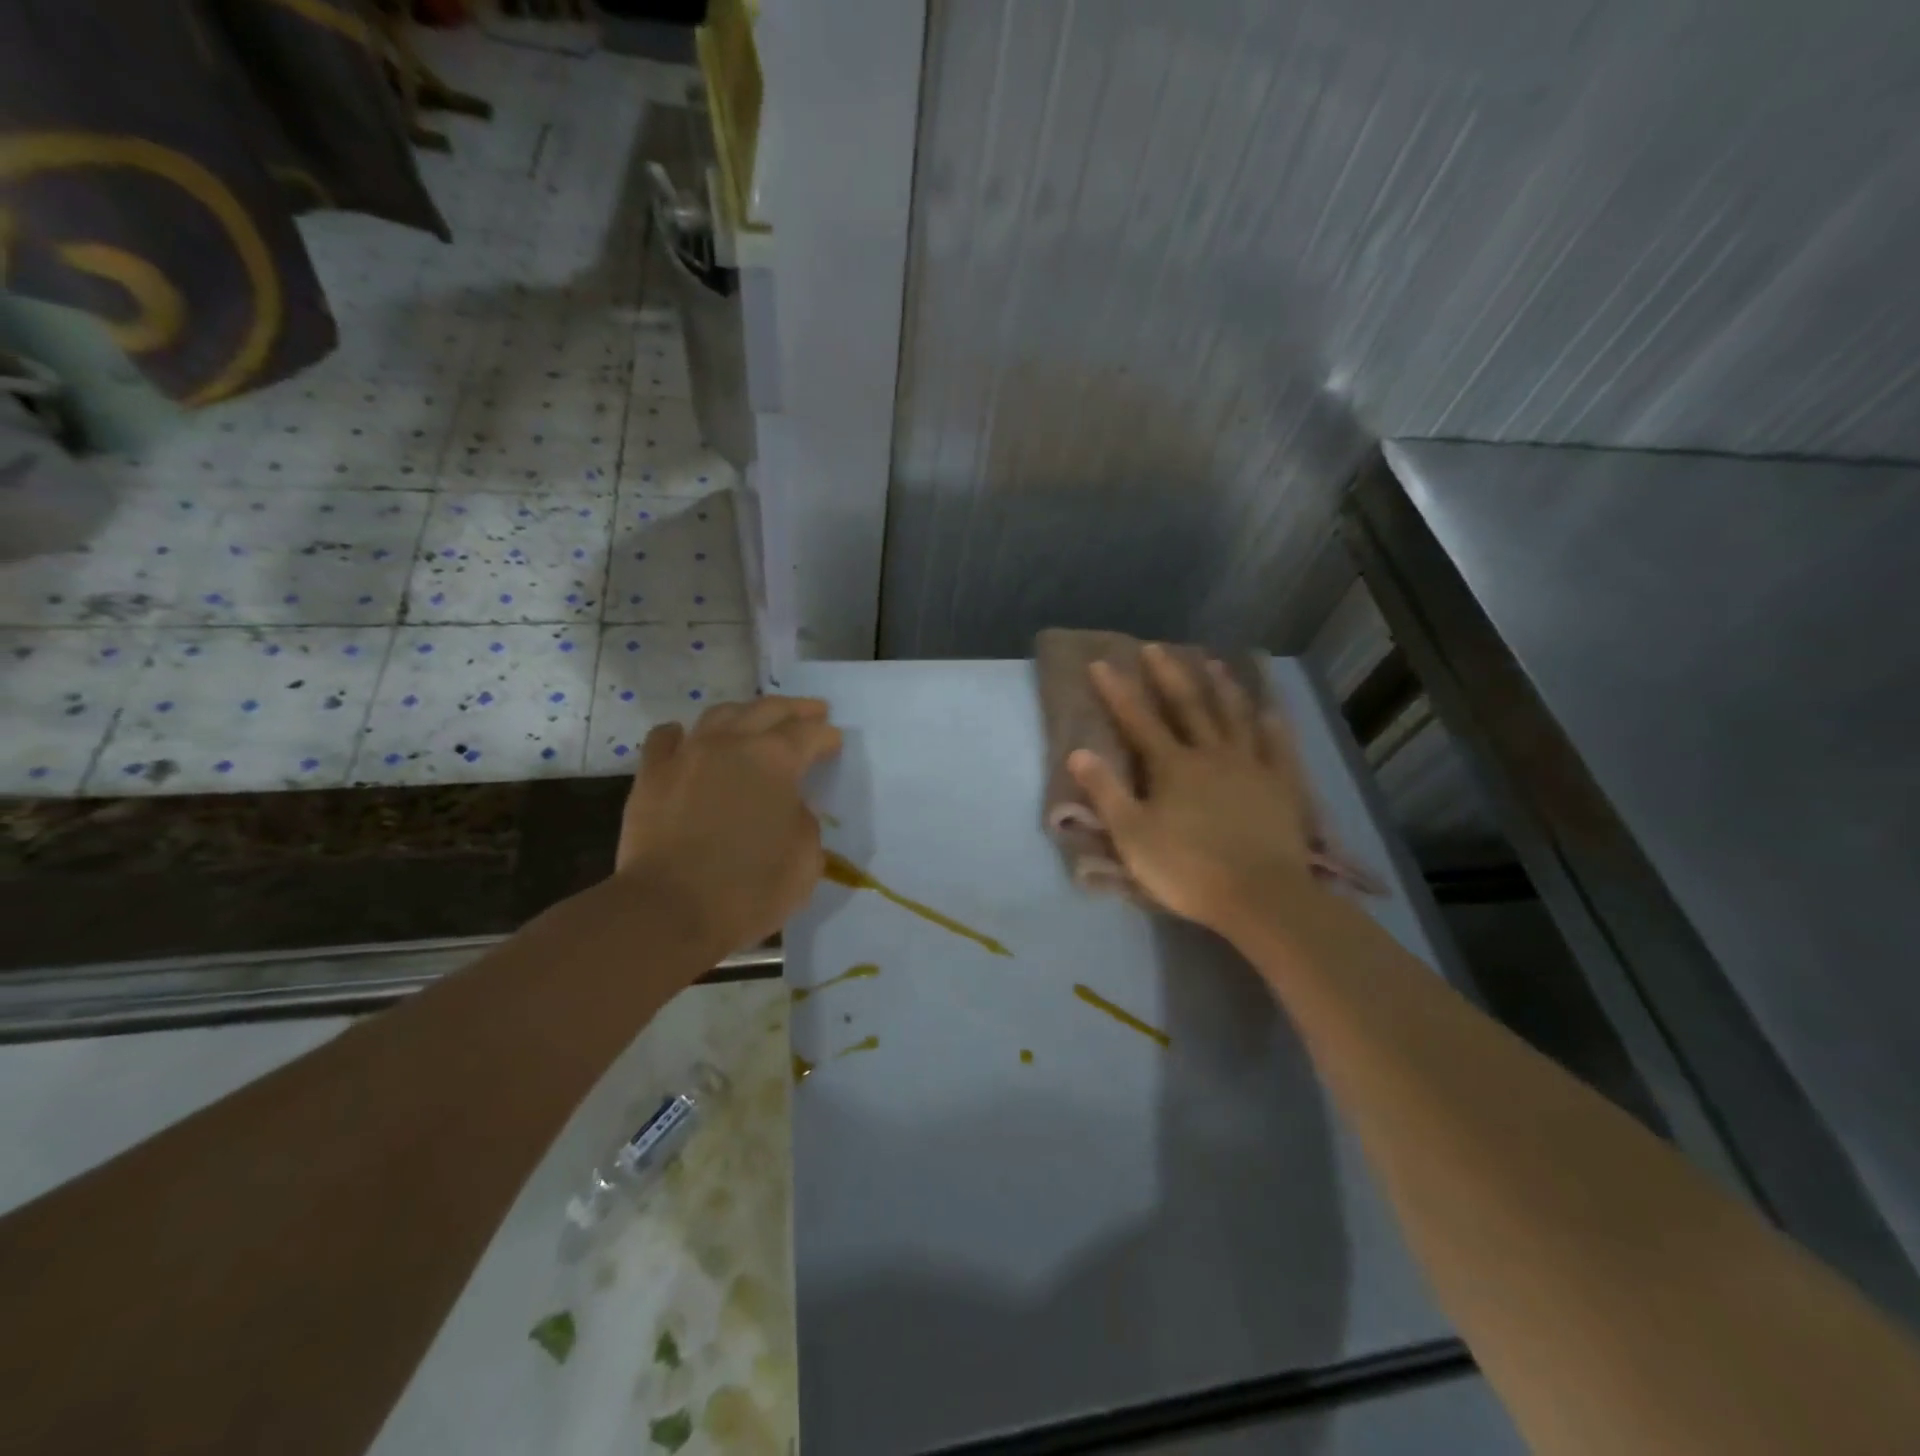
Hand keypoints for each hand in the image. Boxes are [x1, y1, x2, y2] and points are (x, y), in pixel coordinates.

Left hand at [615, 696, 842, 951]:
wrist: (669, 910)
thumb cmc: (750, 888)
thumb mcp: (806, 858)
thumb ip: (804, 821)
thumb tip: (790, 808)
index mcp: (776, 759)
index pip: (810, 734)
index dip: (827, 736)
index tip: (835, 742)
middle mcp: (732, 743)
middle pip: (768, 710)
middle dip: (795, 709)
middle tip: (813, 711)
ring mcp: (687, 754)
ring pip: (719, 714)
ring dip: (745, 713)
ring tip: (756, 720)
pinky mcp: (651, 775)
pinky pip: (666, 738)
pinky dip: (682, 734)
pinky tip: (688, 738)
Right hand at [1067, 645, 1317, 937]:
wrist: (1260, 896)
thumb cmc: (1187, 869)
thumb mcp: (1132, 835)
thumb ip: (1106, 792)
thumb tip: (1078, 752)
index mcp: (1172, 766)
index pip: (1138, 720)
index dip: (1117, 691)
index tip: (1101, 663)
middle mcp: (1211, 754)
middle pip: (1188, 706)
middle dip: (1168, 675)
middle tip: (1156, 647)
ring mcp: (1250, 766)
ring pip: (1235, 717)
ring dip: (1222, 688)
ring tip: (1214, 663)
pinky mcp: (1280, 786)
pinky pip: (1277, 746)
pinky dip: (1272, 725)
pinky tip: (1270, 711)